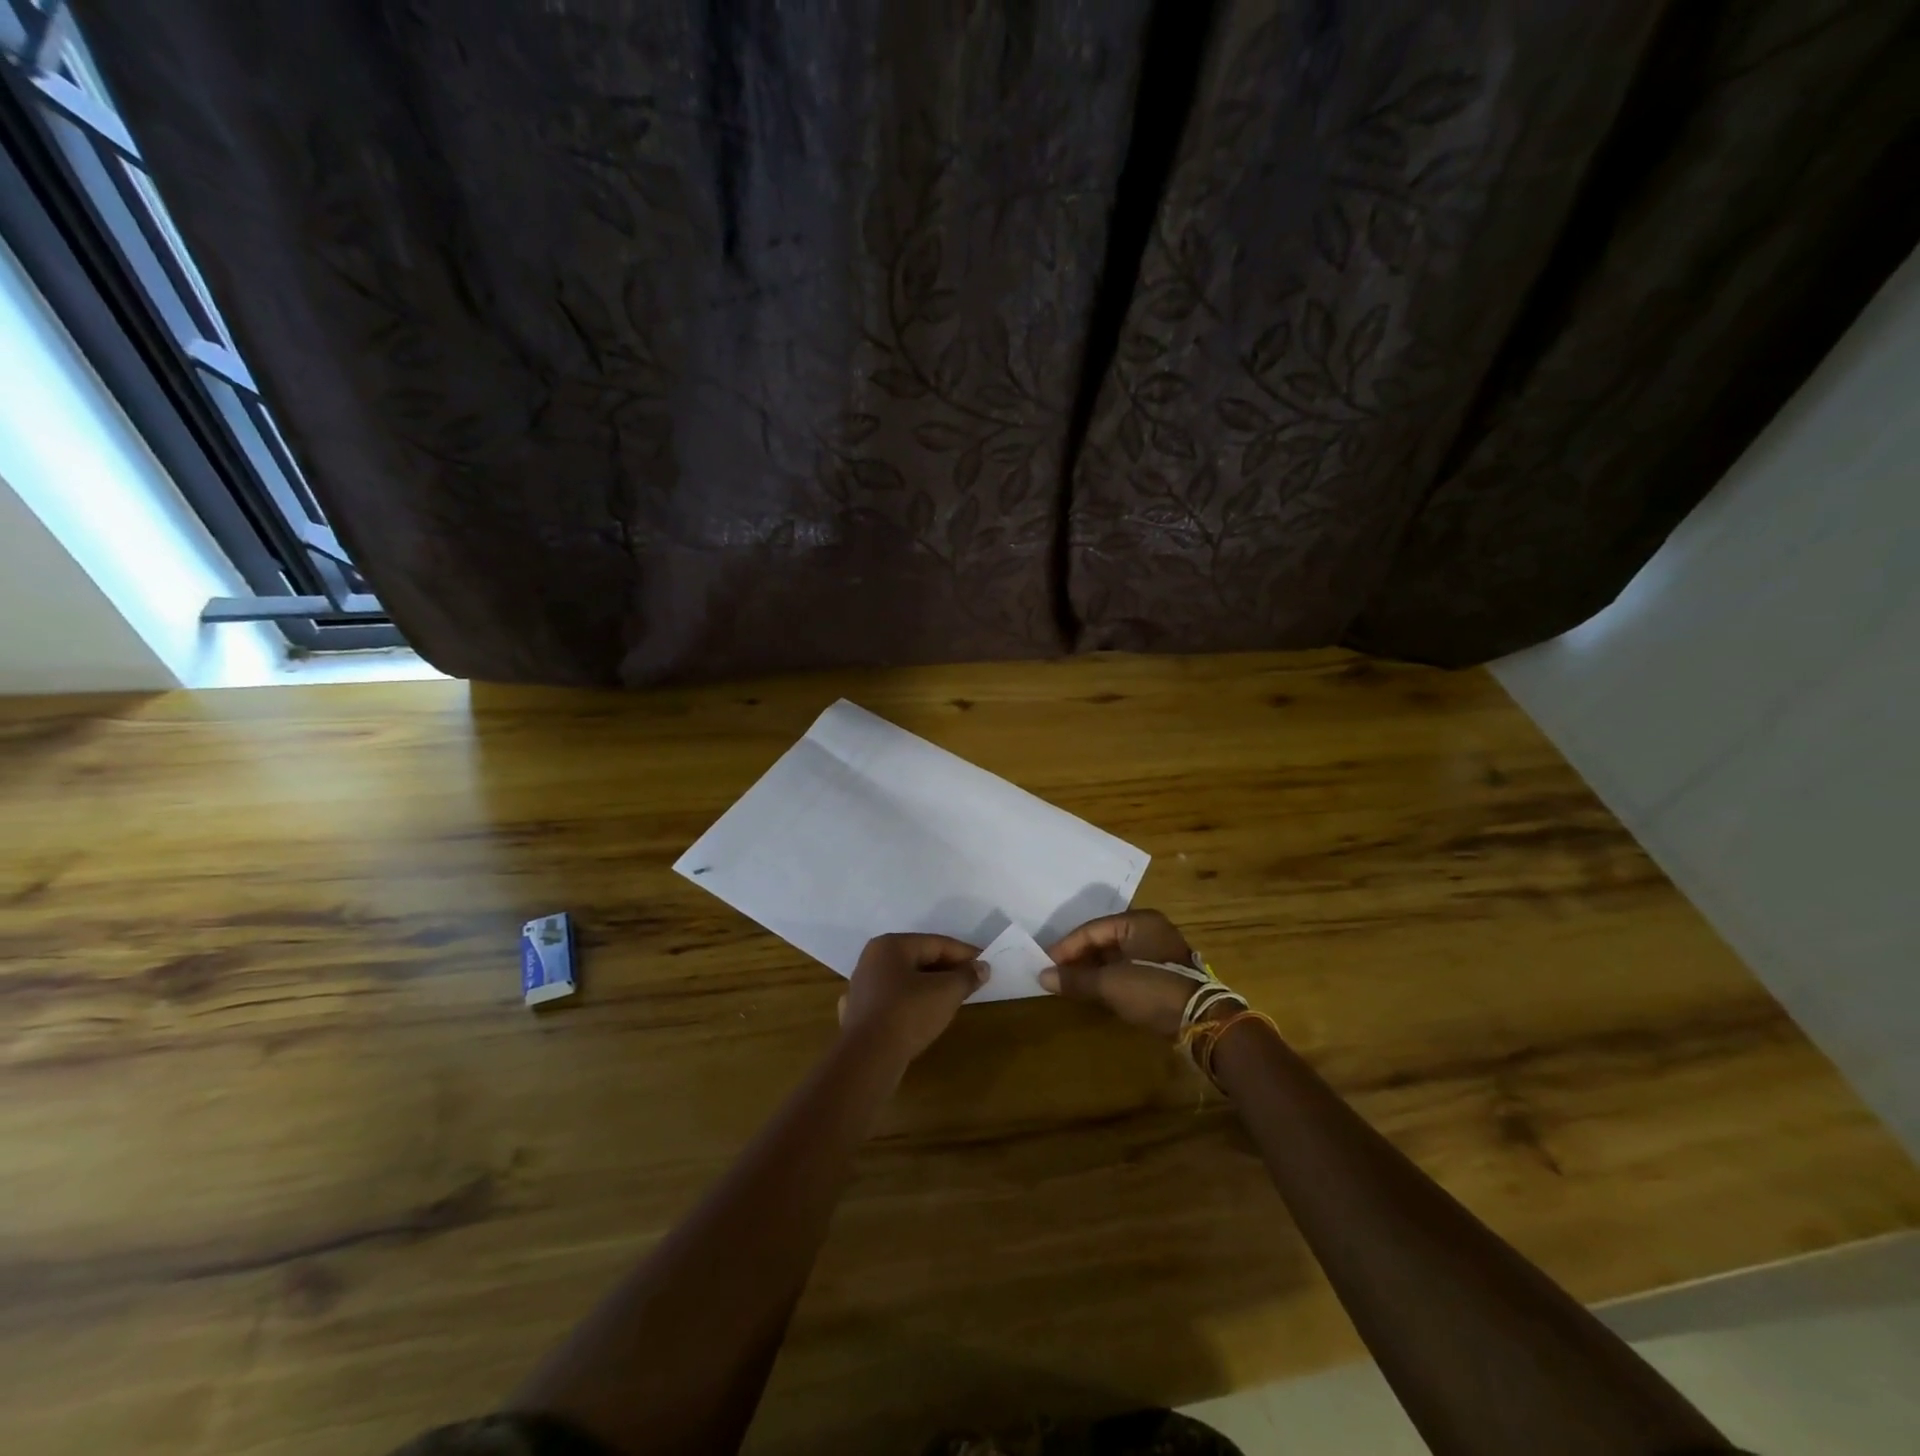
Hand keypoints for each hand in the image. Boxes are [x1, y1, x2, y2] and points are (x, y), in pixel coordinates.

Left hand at [838, 933, 986, 1063]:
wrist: (868, 1058)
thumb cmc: (908, 1014)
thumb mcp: (946, 992)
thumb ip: (966, 976)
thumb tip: (982, 967)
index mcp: (891, 945)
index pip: (936, 943)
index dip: (965, 954)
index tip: (986, 964)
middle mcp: (873, 958)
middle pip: (920, 958)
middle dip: (948, 970)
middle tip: (973, 981)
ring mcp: (863, 985)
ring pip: (906, 979)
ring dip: (931, 986)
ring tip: (954, 997)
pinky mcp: (861, 1011)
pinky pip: (894, 999)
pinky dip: (912, 1002)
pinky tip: (925, 1013)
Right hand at [1039, 910, 1198, 1039]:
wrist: (1203, 1021)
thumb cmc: (1152, 991)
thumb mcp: (1110, 985)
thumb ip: (1076, 979)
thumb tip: (1042, 977)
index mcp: (1138, 921)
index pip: (1091, 929)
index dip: (1066, 947)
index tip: (1045, 964)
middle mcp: (1150, 928)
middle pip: (1103, 939)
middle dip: (1079, 957)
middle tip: (1056, 973)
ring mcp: (1159, 950)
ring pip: (1116, 954)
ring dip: (1093, 968)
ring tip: (1071, 983)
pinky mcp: (1165, 971)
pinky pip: (1128, 966)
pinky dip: (1109, 976)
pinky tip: (1095, 989)